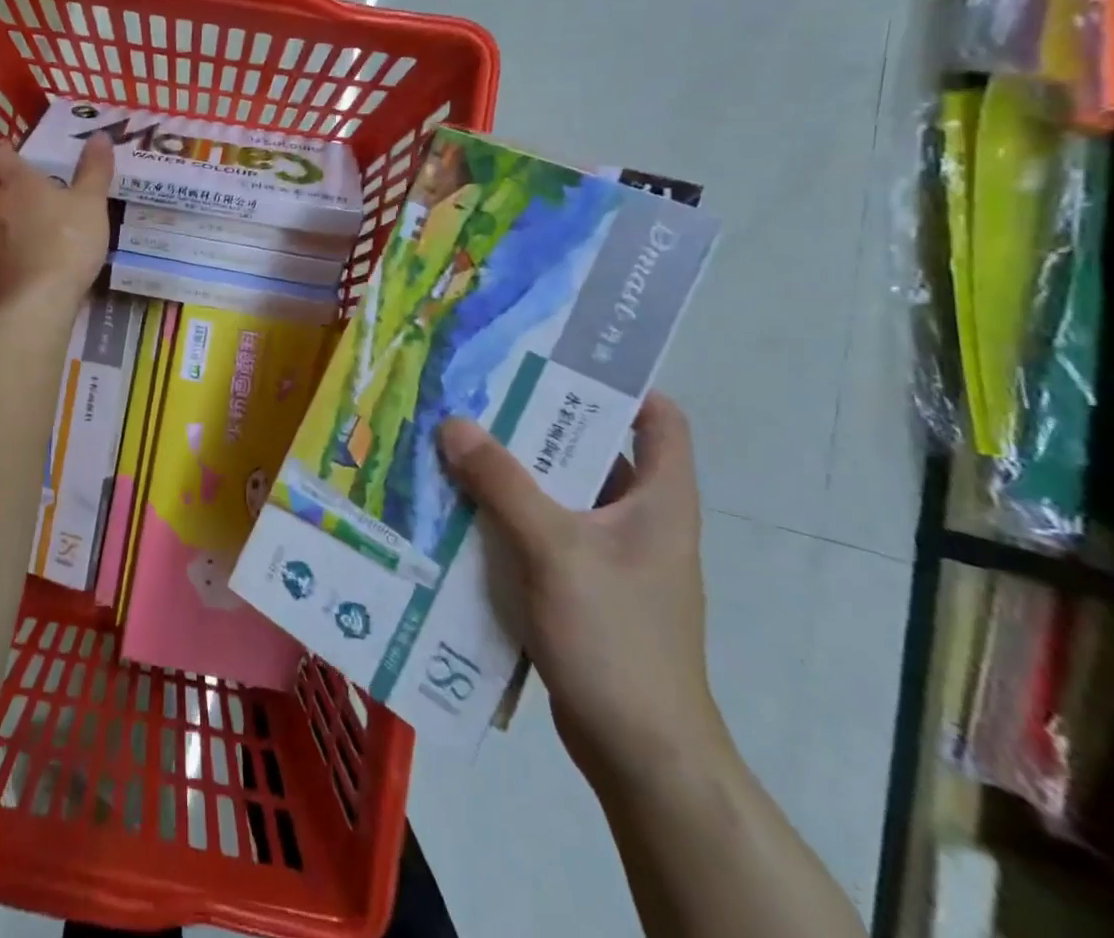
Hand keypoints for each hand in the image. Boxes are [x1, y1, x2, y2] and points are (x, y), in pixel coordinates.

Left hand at [0, 134, 112, 311]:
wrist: (38, 300)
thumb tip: (100, 134)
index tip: (10, 152)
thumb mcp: (92, 204)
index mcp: (19, 183)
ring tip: (3, 225)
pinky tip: (2, 260)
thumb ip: (95, 169)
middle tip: (7, 188)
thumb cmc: (69, 243)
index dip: (1, 150)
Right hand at [436, 393, 727, 792]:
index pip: (658, 418)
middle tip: (476, 393)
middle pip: (590, 449)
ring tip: (454, 440)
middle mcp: (638, 518)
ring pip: (557, 491)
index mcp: (660, 500)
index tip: (555, 359)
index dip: (618, 383)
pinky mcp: (578, 585)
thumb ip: (502, 483)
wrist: (640, 753)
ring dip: (510, 471)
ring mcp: (607, 555)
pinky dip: (504, 514)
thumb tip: (453, 423)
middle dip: (535, 422)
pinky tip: (457, 506)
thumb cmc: (616, 638)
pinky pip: (539, 530)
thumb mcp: (554, 549)